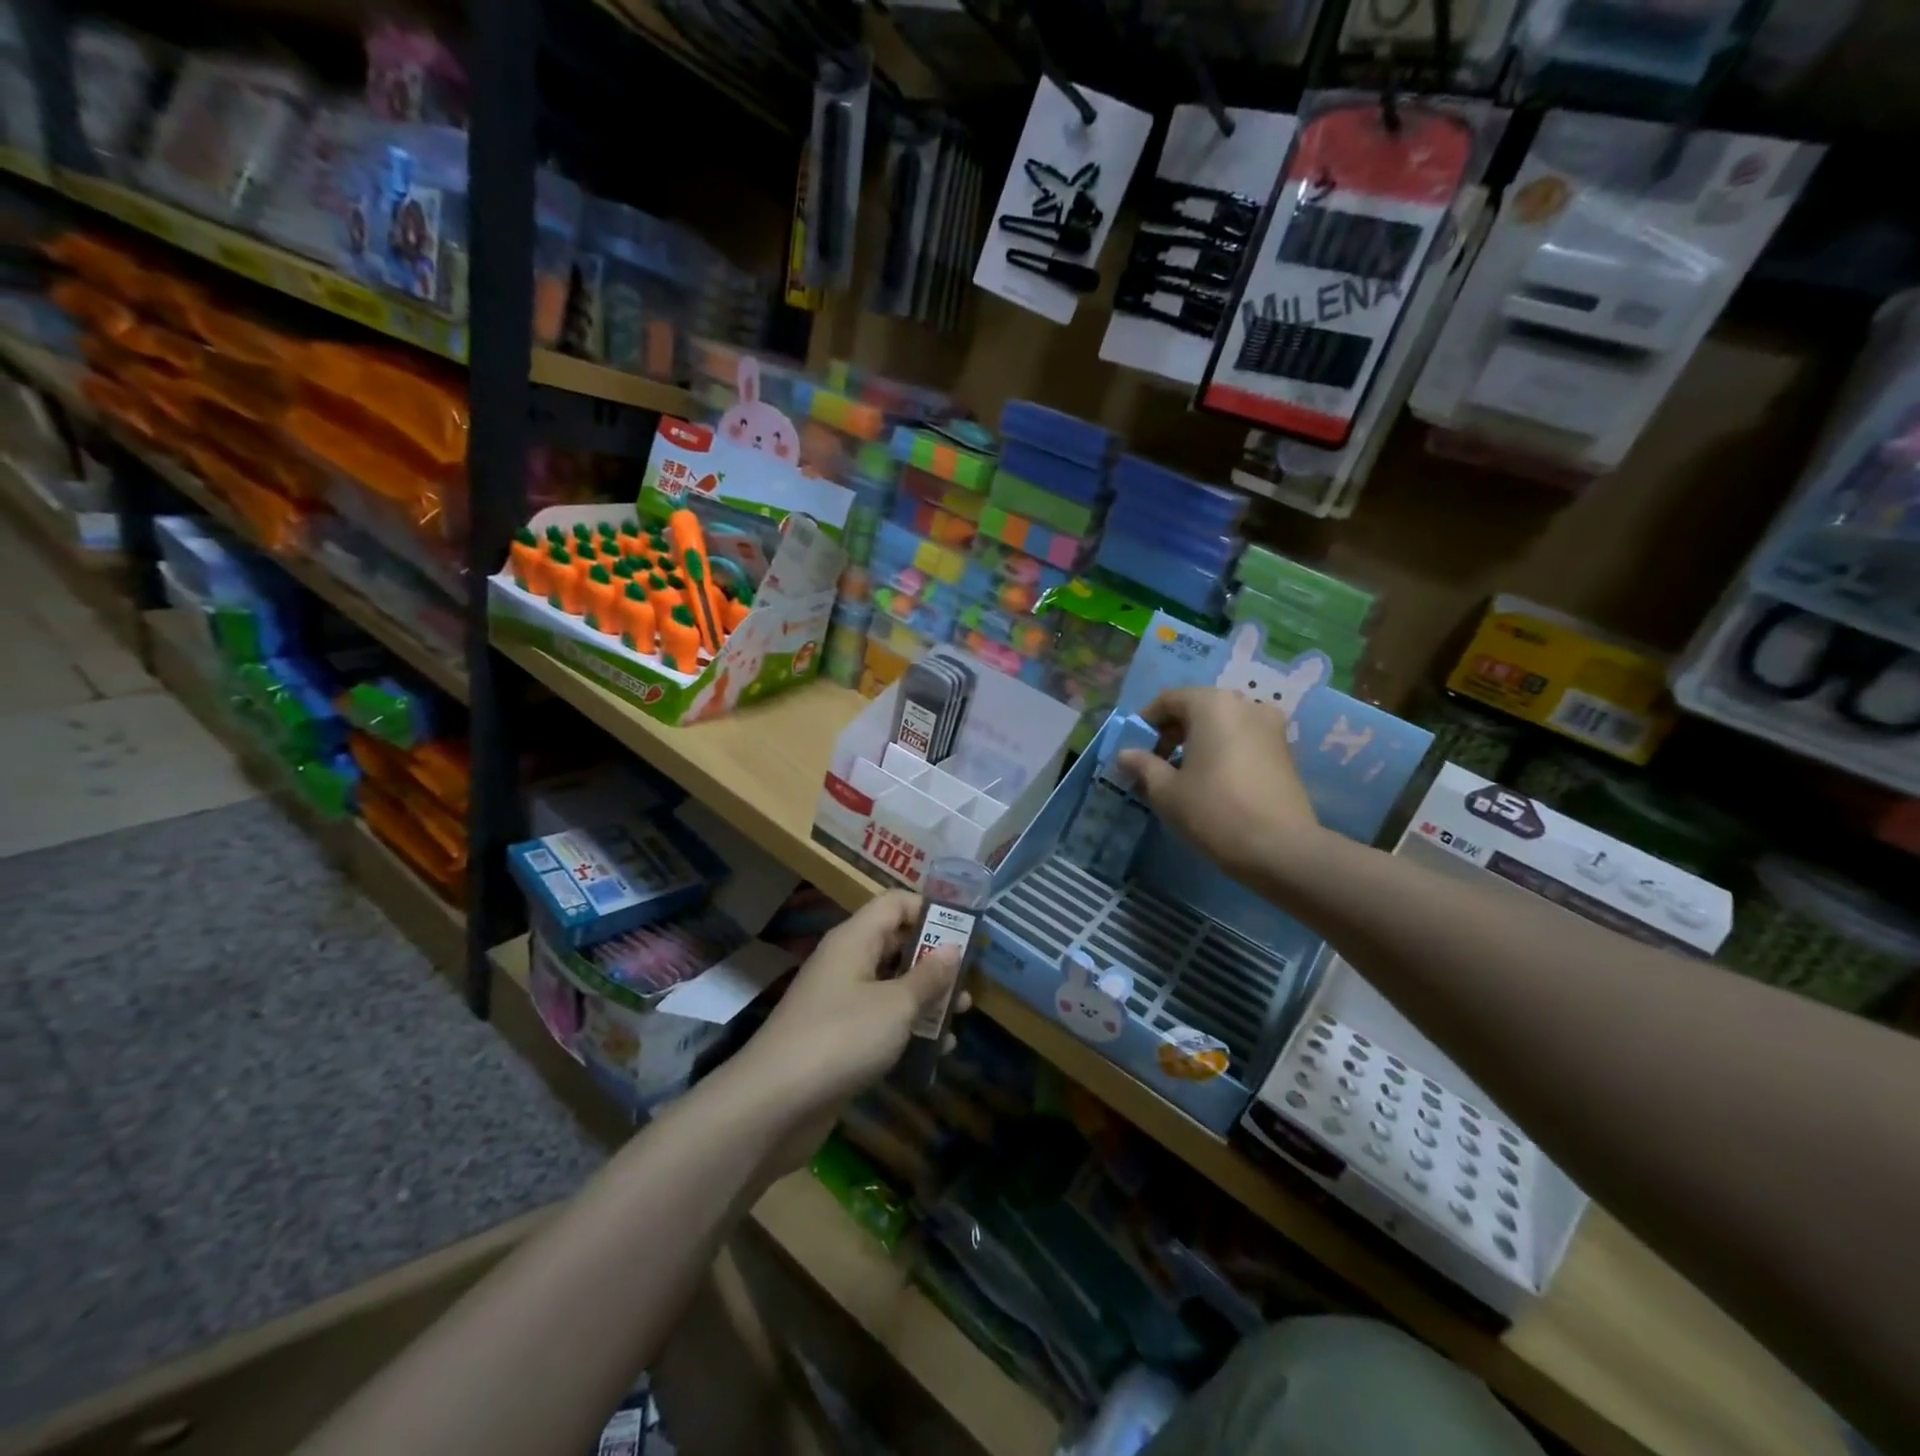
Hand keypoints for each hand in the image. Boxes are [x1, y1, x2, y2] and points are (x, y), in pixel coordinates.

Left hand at [734, 890, 967, 1168]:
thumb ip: (928, 976)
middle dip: (934, 960)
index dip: (930, 910)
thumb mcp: (896, 1005)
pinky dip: (907, 1029)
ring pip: (891, 986)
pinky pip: (880, 1021)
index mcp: (855, 940)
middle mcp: (846, 962)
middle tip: (969, 979)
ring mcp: (840, 1002)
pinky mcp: (838, 1039)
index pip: (895, 904)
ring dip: (926, 998)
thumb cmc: (842, 1038)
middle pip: (896, 944)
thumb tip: (952, 948)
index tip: (965, 933)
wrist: (774, 1104)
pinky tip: (936, 1050)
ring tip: (962, 1016)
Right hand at [1116, 686, 1322, 879]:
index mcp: (1212, 704)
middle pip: (1198, 708)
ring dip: (1199, 742)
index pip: (1169, 700)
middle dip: (1173, 732)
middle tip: (1156, 763)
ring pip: (1223, 724)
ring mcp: (1271, 727)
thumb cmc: (1213, 811)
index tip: (1134, 749)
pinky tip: (1213, 782)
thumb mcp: (1165, 791)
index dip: (1146, 722)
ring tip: (1184, 775)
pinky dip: (1223, 751)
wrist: (1279, 848)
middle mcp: (1246, 704)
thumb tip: (1125, 755)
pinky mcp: (1286, 751)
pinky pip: (1244, 740)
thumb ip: (1143, 765)